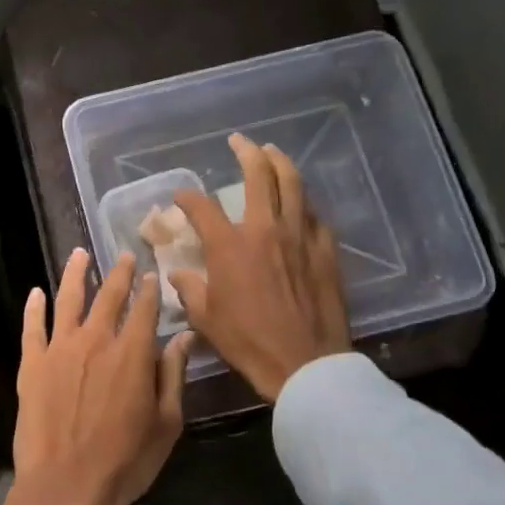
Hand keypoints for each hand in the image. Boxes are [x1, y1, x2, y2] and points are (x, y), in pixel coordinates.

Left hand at [4, 249, 194, 504]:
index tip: (153, 274)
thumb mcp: (166, 423)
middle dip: (119, 273)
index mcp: (133, 353)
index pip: (144, 308)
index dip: (150, 289)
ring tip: (80, 253)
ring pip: (68, 299)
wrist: (67, 487)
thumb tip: (185, 336)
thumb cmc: (126, 461)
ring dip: (76, 273)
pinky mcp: (31, 364)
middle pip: (109, 296)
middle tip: (124, 256)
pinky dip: (34, 307)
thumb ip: (173, 374)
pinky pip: (32, 327)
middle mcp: (96, 340)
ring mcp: (59, 349)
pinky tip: (36, 292)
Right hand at [171, 134, 350, 402]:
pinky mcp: (325, 250)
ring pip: (293, 185)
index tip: (181, 197)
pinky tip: (300, 205)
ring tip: (272, 151)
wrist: (304, 363)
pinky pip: (314, 216)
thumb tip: (179, 275)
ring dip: (280, 163)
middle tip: (239, 141)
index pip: (202, 206)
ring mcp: (299, 237)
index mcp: (230, 245)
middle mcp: (264, 229)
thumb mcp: (205, 318)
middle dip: (246, 152)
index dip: (187, 197)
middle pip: (258, 176)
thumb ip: (190, 289)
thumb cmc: (248, 341)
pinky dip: (303, 204)